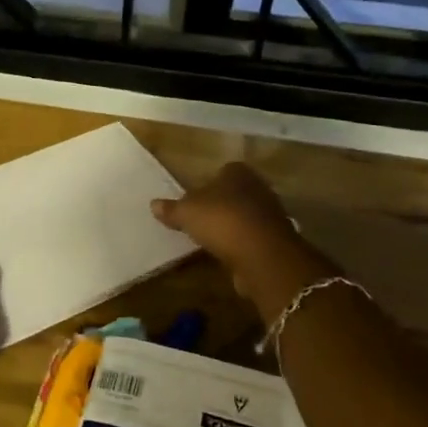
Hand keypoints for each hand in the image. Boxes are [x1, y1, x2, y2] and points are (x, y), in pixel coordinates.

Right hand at [152, 163, 323, 310]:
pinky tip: (225, 254)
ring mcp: (270, 214)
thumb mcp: (186, 213)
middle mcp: (258, 187)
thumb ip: (171, 208)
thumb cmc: (222, 220)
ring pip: (244, 216)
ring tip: (209, 239)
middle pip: (234, 193)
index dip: (207, 183)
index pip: (222, 171)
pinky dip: (239, 245)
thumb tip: (153, 204)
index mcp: (238, 172)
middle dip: (219, 205)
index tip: (193, 199)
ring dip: (230, 227)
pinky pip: (251, 238)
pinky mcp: (274, 240)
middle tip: (198, 219)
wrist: (263, 254)